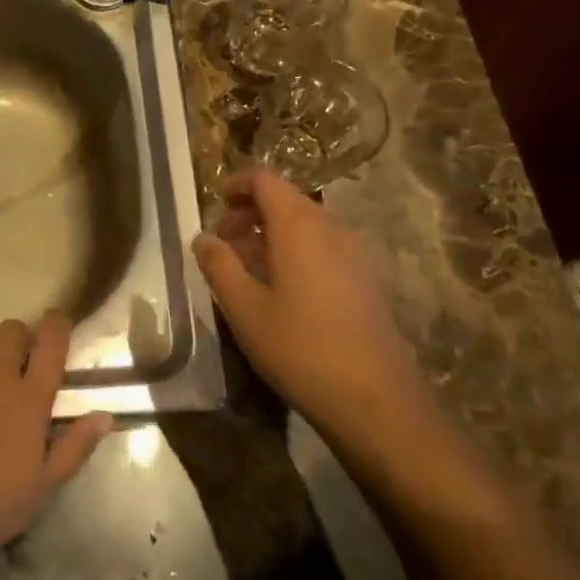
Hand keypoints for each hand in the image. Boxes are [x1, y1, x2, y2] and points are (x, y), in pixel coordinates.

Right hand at [193, 169, 433, 441]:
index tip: (215, 204)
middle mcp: (330, 226)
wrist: (376, 400)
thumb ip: (219, 265)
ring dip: (272, 235)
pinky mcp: (366, 278)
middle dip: (250, 213)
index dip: (237, 184)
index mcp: (298, 224)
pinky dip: (296, 252)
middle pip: (285, 199)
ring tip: (247, 270)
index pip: (264, 179)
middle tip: (224, 243)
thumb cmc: (300, 348)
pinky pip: (323, 247)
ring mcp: (354, 252)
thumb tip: (202, 237)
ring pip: (305, 225)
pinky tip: (282, 291)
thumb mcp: (244, 308)